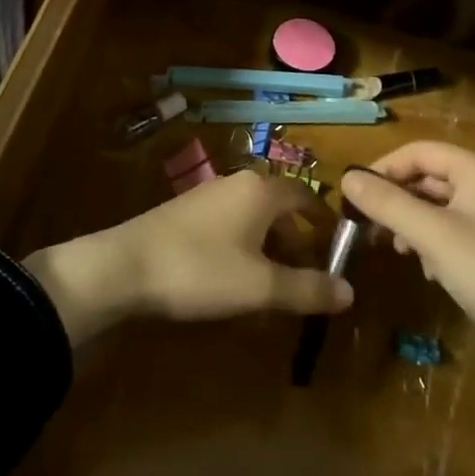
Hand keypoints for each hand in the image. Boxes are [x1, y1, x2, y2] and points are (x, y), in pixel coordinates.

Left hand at [24, 170, 352, 345]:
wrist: (124, 267)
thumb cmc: (201, 270)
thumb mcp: (260, 286)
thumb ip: (306, 289)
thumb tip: (350, 293)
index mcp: (261, 191)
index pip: (305, 196)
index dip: (323, 220)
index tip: (337, 246)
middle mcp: (238, 183)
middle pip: (279, 207)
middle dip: (296, 240)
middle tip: (308, 275)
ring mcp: (208, 195)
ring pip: (253, 217)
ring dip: (269, 246)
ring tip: (274, 284)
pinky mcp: (186, 213)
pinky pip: (230, 224)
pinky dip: (244, 246)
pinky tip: (235, 278)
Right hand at [339, 142, 474, 344]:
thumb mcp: (430, 234)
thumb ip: (387, 203)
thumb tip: (346, 178)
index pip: (420, 150)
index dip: (385, 166)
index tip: (355, 192)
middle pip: (427, 176)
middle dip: (396, 197)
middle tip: (367, 221)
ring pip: (435, 206)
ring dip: (409, 221)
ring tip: (395, 246)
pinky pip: (447, 230)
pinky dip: (428, 242)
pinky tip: (424, 268)